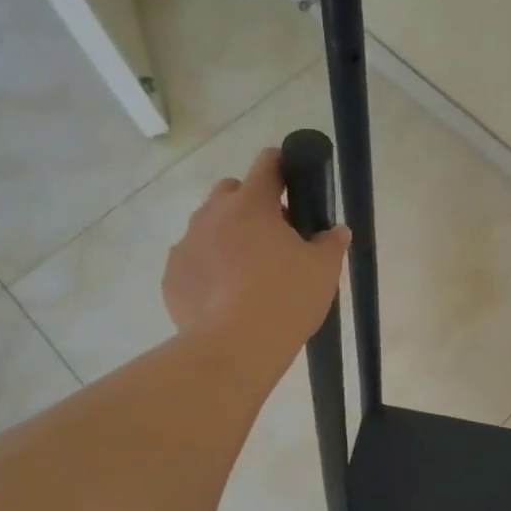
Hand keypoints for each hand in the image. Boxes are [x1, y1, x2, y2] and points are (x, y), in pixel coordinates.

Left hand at [163, 147, 350, 366]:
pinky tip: (225, 294)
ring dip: (227, 235)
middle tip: (274, 234)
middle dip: (250, 203)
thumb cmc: (286, 297)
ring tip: (248, 269)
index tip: (292, 177)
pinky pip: (193, 260)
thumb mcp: (323, 270)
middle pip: (230, 191)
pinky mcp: (172, 276)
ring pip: (208, 226)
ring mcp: (187, 244)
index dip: (281, 164)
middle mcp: (213, 215)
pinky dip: (208, 267)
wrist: (235, 346)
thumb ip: (331, 243)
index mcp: (252, 205)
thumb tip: (337, 231)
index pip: (267, 165)